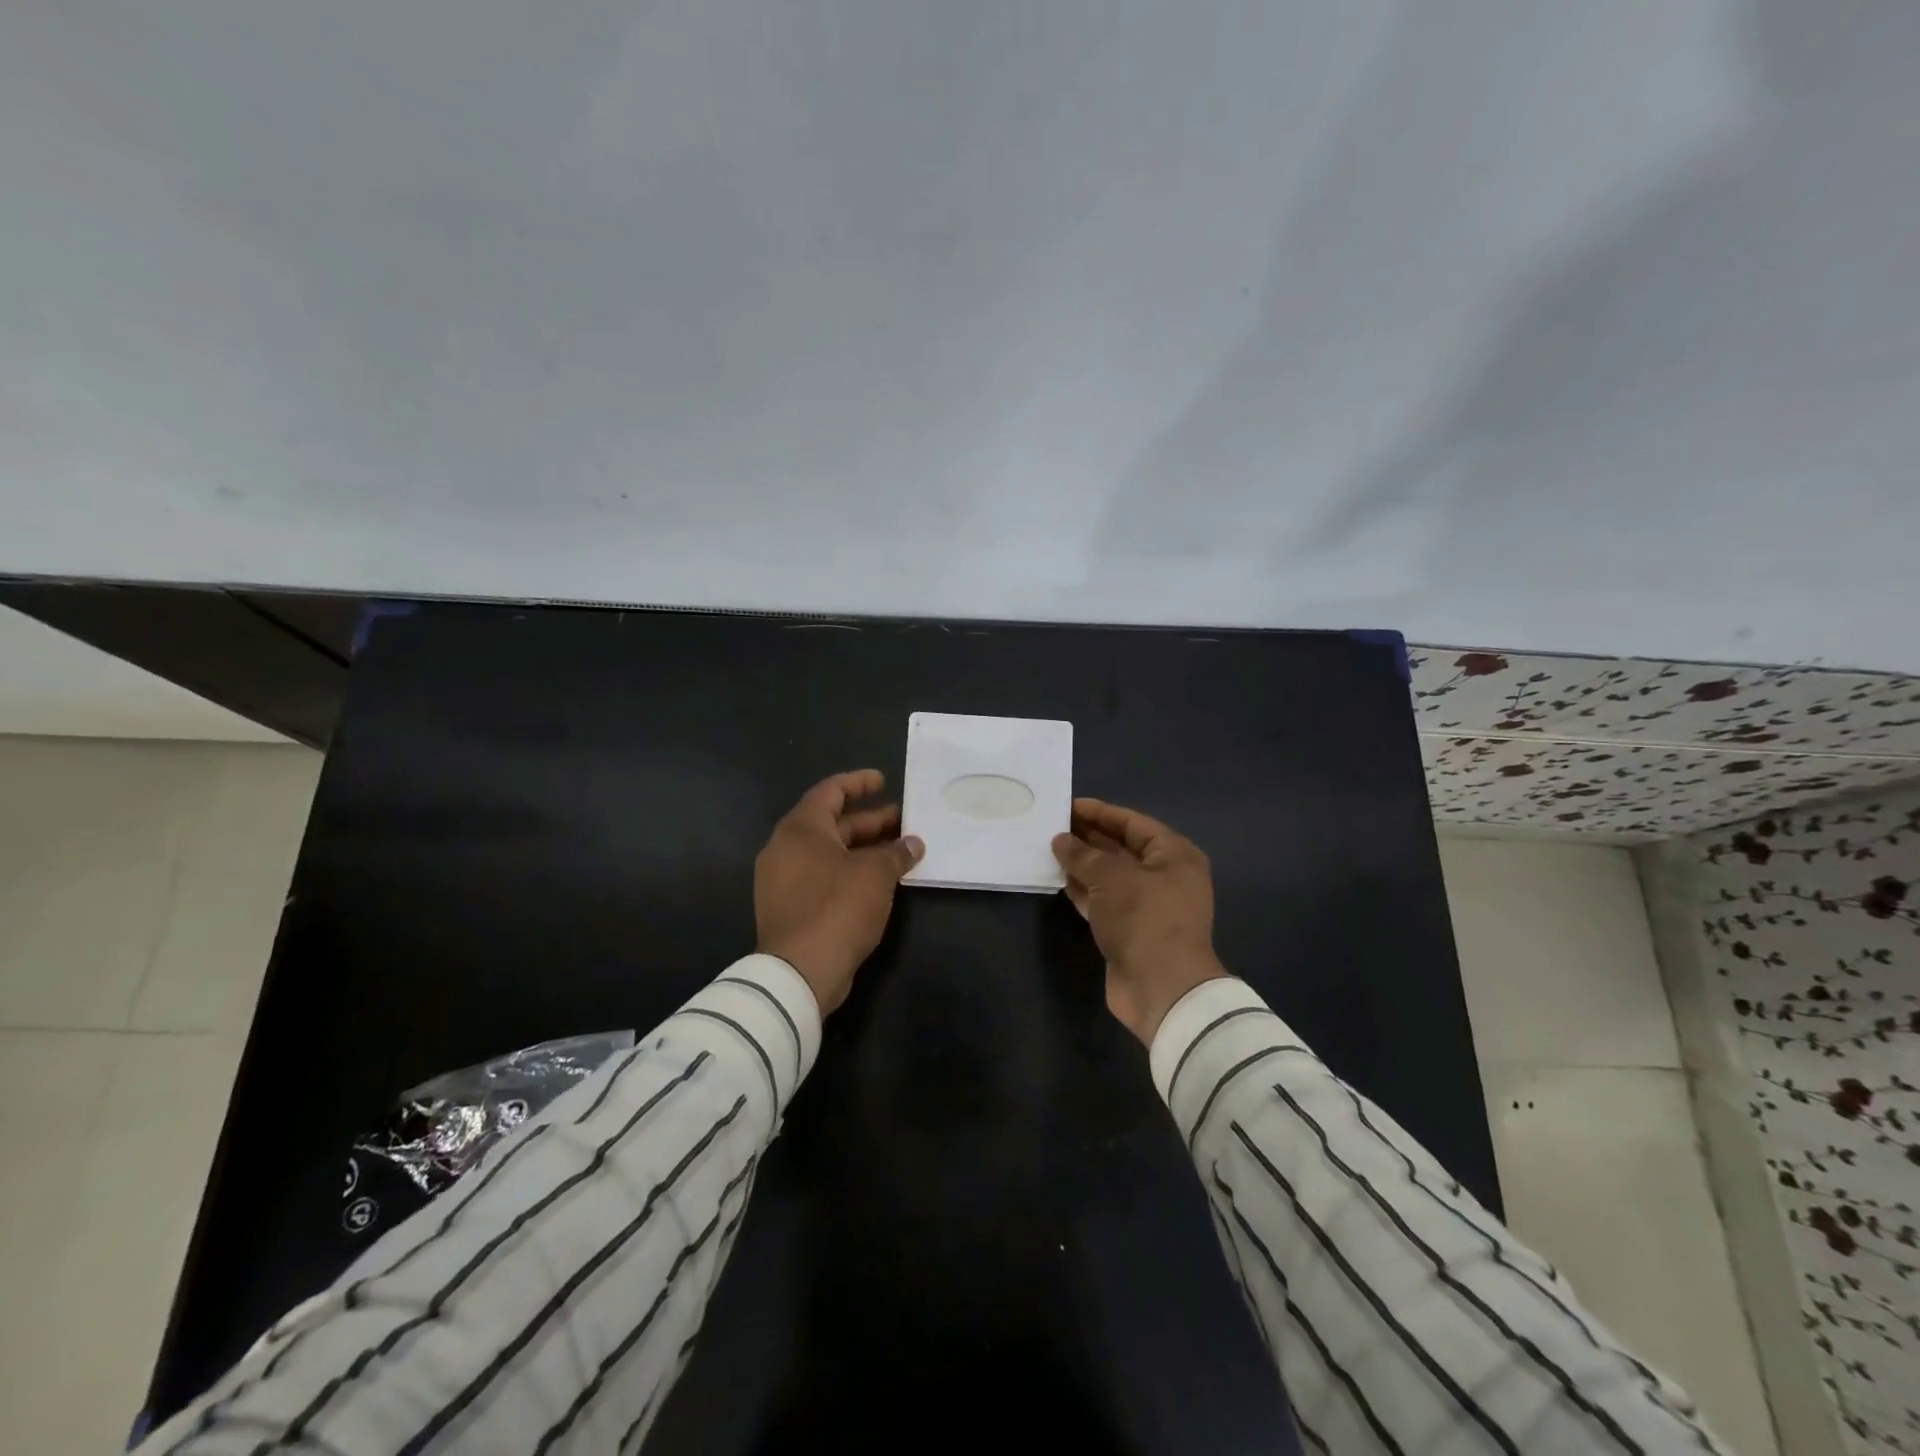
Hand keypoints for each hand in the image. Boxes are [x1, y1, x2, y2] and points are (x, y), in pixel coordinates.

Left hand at [755, 770, 924, 1014]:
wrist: (799, 972)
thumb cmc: (837, 908)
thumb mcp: (876, 875)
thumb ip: (896, 854)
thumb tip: (913, 843)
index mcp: (801, 829)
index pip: (830, 791)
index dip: (859, 783)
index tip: (884, 781)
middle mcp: (785, 848)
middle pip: (831, 823)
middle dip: (869, 821)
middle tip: (903, 820)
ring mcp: (783, 880)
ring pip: (828, 852)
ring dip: (863, 849)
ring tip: (899, 851)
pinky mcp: (789, 907)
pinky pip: (822, 876)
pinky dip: (849, 871)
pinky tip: (879, 881)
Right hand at [1052, 798, 1227, 1044]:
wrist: (1161, 989)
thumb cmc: (1144, 919)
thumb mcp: (1111, 878)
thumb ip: (1083, 854)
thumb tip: (1060, 840)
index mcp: (1174, 855)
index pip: (1133, 823)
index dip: (1101, 812)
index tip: (1068, 806)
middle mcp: (1164, 876)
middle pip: (1121, 848)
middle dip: (1088, 837)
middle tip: (1053, 826)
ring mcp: (1147, 905)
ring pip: (1110, 876)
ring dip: (1082, 864)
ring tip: (1049, 849)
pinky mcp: (1129, 930)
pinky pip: (1103, 900)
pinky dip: (1083, 890)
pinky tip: (1058, 879)